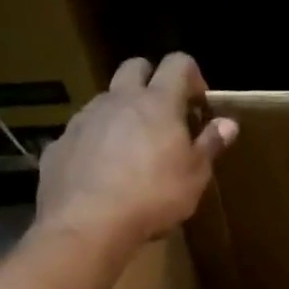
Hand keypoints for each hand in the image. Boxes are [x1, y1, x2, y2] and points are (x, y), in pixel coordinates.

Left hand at [33, 52, 238, 248]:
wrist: (86, 224)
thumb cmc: (153, 197)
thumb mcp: (194, 176)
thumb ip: (210, 144)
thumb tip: (228, 123)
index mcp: (158, 102)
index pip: (177, 63)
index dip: (192, 75)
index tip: (199, 103)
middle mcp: (118, 99)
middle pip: (135, 67)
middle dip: (152, 80)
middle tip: (165, 115)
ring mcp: (84, 119)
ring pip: (106, 99)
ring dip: (123, 112)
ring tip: (134, 149)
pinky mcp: (60, 143)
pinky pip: (83, 132)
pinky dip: (97, 142)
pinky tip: (104, 173)